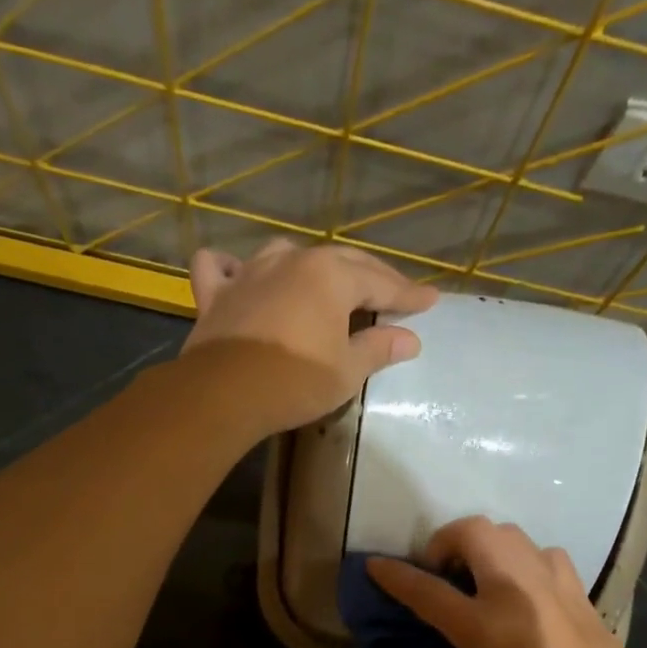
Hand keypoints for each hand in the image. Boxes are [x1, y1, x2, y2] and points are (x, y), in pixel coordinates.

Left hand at [183, 239, 437, 434]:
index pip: (381, 283)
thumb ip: (378, 348)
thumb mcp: (347, 371)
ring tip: (323, 281)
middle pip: (341, 261)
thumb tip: (410, 339)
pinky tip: (240, 275)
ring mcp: (250, 272)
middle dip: (372, 276)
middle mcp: (293, 261)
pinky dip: (232, 267)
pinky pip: (220, 267)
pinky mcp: (216, 293)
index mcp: (331, 276)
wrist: (224, 393)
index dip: (408, 294)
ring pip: (286, 253)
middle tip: (393, 292)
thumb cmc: (295, 382)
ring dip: (310, 265)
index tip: (430, 300)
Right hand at [365, 518, 646, 647]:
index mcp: (484, 627)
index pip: (426, 589)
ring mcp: (554, 587)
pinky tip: (521, 590)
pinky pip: (543, 554)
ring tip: (477, 578)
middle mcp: (517, 592)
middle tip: (438, 571)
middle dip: (443, 540)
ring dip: (483, 545)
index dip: (394, 575)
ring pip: (511, 534)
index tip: (375, 566)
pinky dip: (521, 559)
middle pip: (473, 532)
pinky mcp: (581, 593)